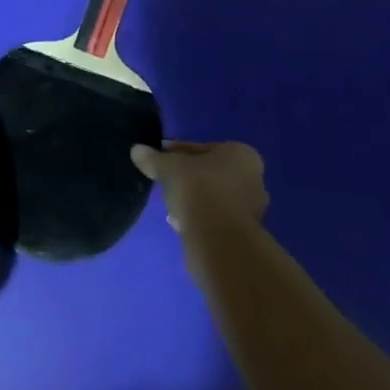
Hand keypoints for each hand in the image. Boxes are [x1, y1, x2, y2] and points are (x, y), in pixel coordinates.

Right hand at [131, 140, 267, 233]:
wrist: (219, 240)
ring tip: (170, 206)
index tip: (158, 160)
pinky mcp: (244, 235)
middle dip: (186, 178)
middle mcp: (253, 179)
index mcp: (242, 155)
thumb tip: (136, 150)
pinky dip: (198, 218)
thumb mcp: (170, 168)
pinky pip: (215, 219)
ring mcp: (252, 210)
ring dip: (192, 200)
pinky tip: (180, 223)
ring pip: (213, 197)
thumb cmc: (200, 190)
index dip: (176, 153)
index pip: (202, 148)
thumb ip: (154, 158)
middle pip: (210, 173)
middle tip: (164, 182)